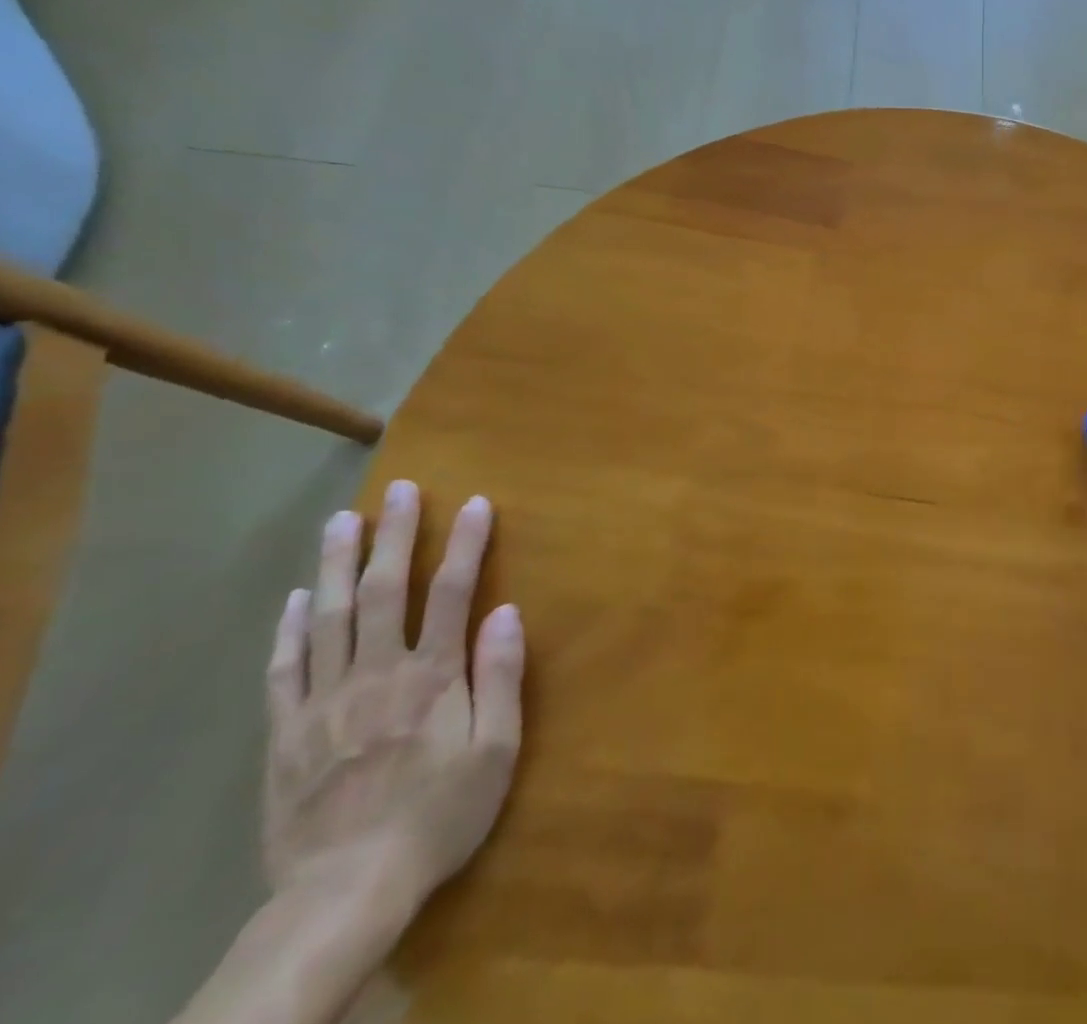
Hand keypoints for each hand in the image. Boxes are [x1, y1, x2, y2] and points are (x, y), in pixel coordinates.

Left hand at [264, 481, 523, 912]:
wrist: (345, 890)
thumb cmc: (439, 814)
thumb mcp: (496, 750)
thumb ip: (500, 676)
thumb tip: (507, 610)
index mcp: (432, 676)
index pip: (454, 591)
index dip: (466, 543)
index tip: (477, 502)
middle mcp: (376, 673)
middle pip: (386, 590)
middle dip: (396, 535)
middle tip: (400, 490)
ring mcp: (324, 701)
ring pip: (330, 617)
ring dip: (339, 564)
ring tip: (343, 521)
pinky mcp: (286, 732)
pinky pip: (284, 669)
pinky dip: (289, 629)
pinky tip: (297, 598)